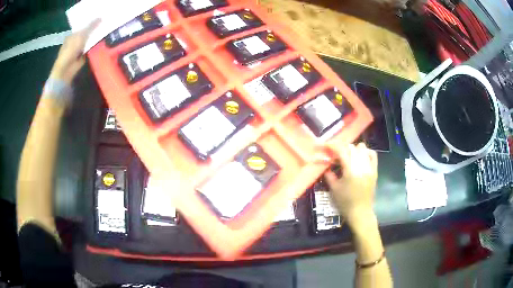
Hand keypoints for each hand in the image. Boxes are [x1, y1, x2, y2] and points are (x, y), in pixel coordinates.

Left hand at [49, 19, 99, 84]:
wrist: (65, 71)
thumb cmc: (70, 51)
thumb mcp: (81, 36)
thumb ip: (91, 27)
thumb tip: (101, 17)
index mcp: (72, 35)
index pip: (83, 26)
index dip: (91, 22)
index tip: (101, 18)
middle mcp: (74, 42)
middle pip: (86, 34)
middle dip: (94, 30)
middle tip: (105, 24)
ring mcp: (78, 50)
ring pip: (88, 42)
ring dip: (95, 39)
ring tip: (106, 32)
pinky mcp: (81, 58)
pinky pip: (90, 50)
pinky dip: (94, 48)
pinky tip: (101, 44)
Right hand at [324, 143, 377, 225]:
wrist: (360, 212)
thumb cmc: (345, 202)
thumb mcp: (334, 189)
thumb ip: (329, 174)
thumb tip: (326, 164)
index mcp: (350, 170)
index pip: (342, 151)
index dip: (333, 146)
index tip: (326, 145)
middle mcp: (361, 166)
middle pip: (352, 147)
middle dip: (342, 149)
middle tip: (336, 156)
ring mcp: (370, 167)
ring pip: (362, 148)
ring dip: (354, 150)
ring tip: (348, 157)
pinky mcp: (374, 170)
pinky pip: (372, 154)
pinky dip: (366, 152)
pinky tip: (360, 157)